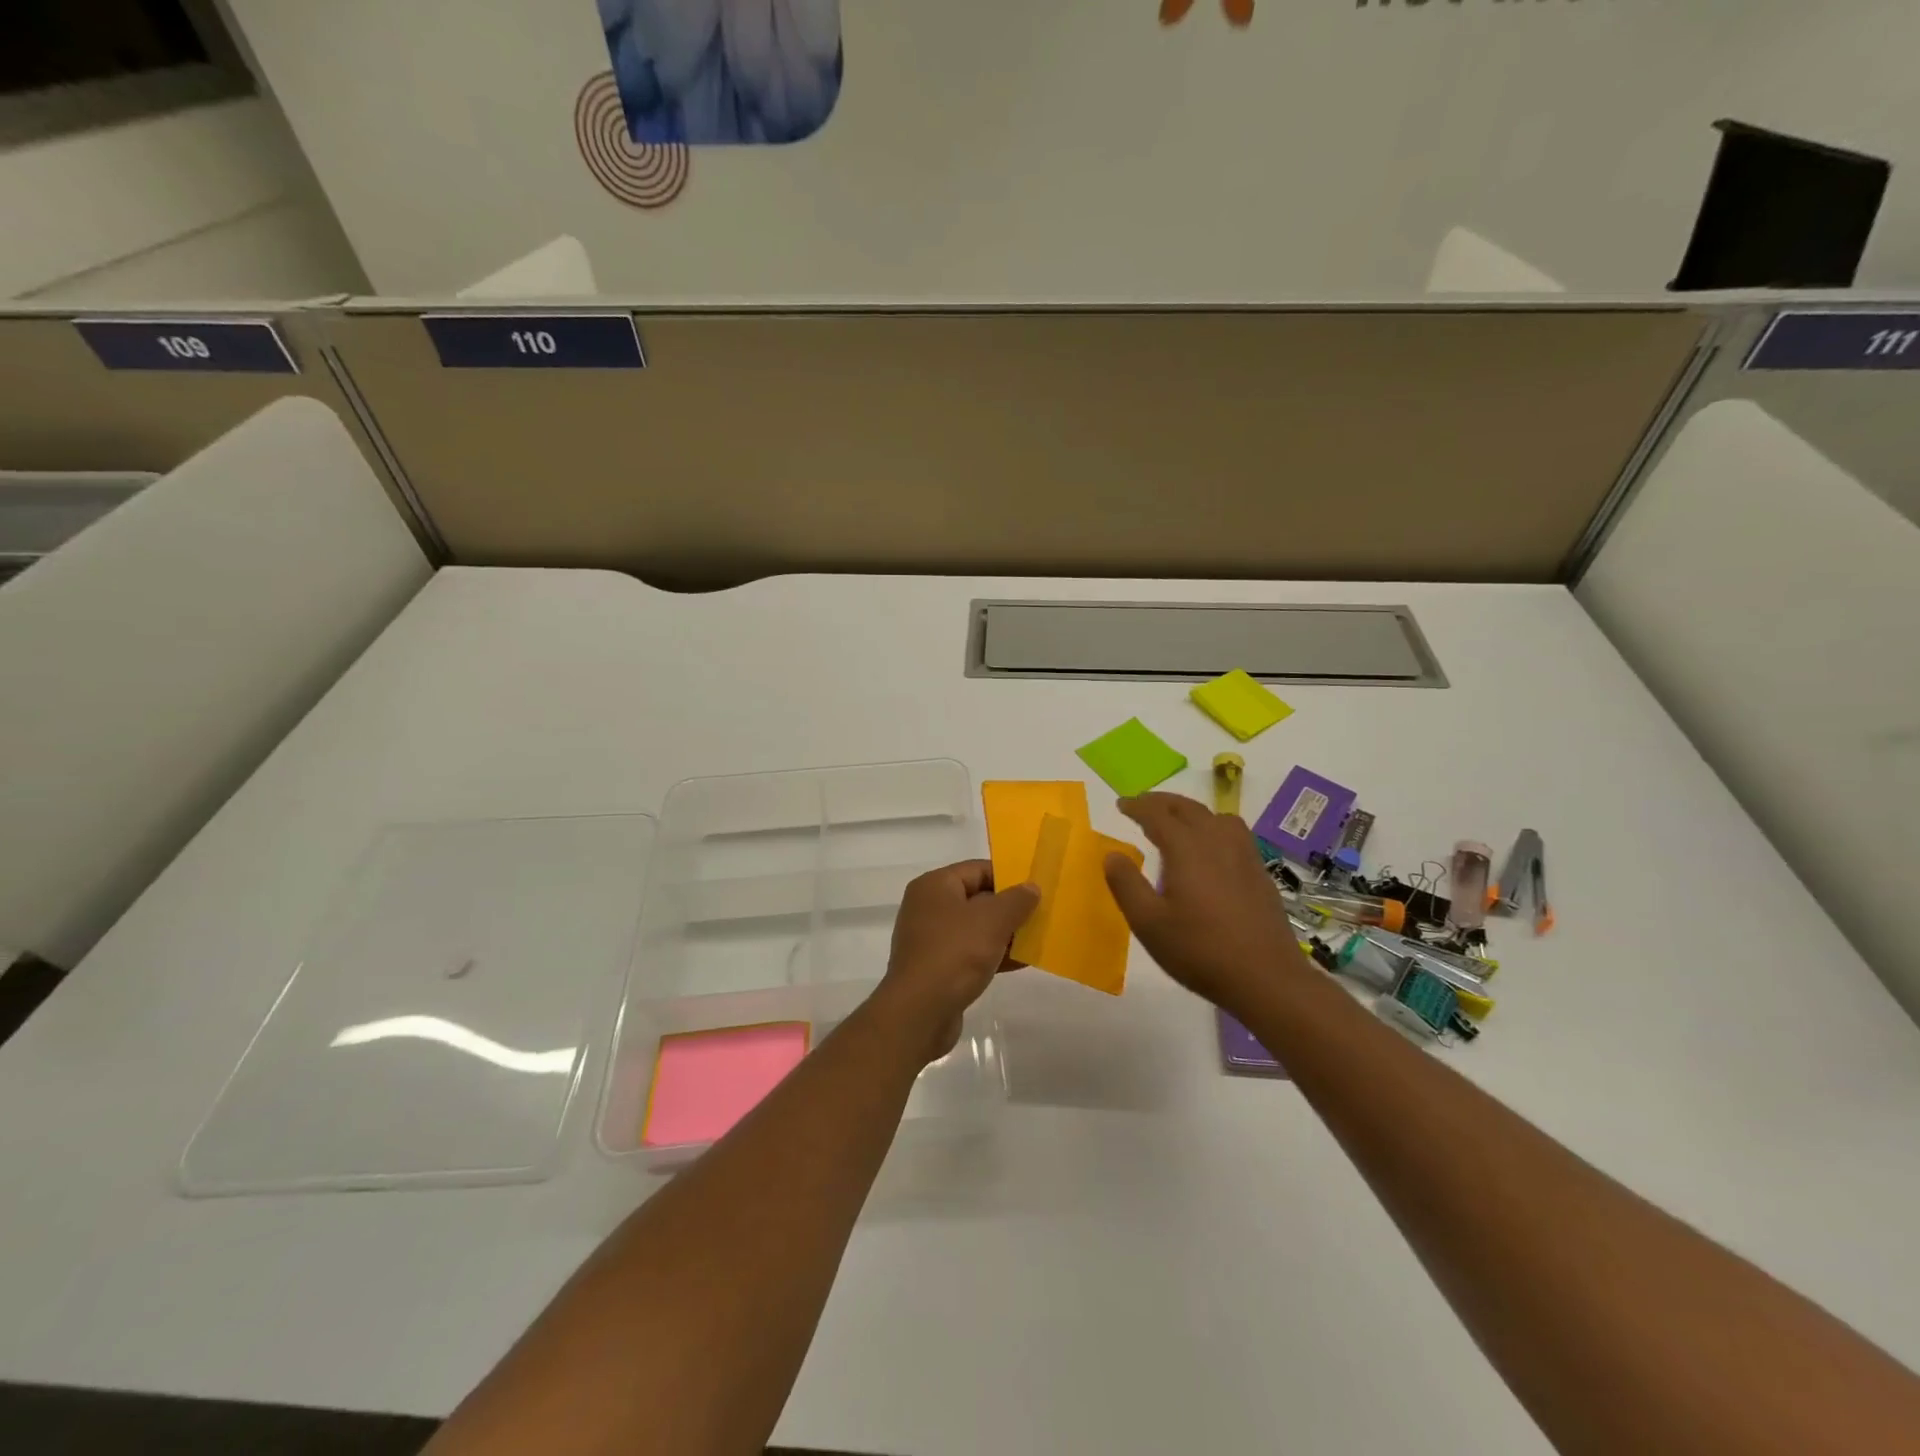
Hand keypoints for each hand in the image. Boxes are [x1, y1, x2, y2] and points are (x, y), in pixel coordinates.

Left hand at [873, 860, 1037, 1064]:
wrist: (920, 1012)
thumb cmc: (955, 953)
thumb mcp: (993, 920)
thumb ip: (1016, 900)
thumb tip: (1031, 887)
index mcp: (935, 885)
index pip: (977, 869)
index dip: (1009, 876)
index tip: (1036, 890)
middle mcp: (928, 907)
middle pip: (976, 898)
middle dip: (1009, 907)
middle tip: (1041, 914)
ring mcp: (930, 939)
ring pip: (974, 928)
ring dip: (1004, 933)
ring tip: (1036, 939)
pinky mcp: (935, 967)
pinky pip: (969, 953)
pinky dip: (992, 954)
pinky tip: (1020, 963)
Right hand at [1103, 792, 1314, 1012]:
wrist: (1266, 977)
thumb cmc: (1199, 950)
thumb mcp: (1148, 923)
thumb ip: (1126, 884)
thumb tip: (1112, 854)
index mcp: (1186, 848)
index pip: (1157, 814)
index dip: (1137, 806)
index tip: (1122, 804)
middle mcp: (1216, 841)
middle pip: (1188, 808)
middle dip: (1162, 802)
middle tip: (1143, 806)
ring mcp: (1243, 855)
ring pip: (1216, 816)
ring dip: (1192, 812)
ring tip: (1177, 823)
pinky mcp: (1259, 872)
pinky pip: (1234, 833)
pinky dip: (1214, 827)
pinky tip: (1211, 850)